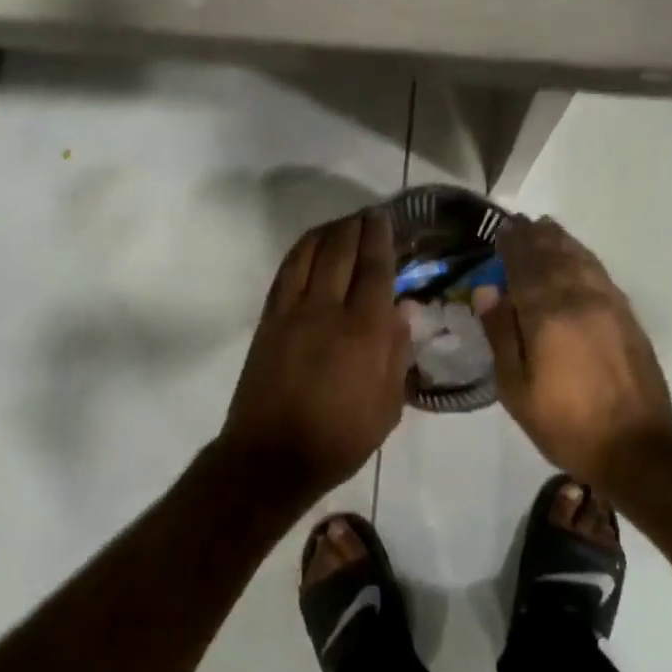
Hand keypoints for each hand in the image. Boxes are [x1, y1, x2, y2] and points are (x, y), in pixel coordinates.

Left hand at [219, 210, 410, 502]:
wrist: (272, 456)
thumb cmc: (340, 437)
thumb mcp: (388, 406)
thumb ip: (397, 352)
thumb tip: (403, 309)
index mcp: (364, 331)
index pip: (375, 269)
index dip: (381, 239)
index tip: (385, 219)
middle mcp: (327, 310)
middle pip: (341, 251)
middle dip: (356, 226)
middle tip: (368, 214)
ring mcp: (292, 311)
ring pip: (310, 254)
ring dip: (327, 231)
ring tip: (341, 224)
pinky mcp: (269, 319)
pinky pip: (286, 272)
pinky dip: (300, 251)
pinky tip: (309, 246)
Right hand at [475, 216, 671, 489]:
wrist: (638, 448)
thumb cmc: (566, 423)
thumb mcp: (516, 388)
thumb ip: (501, 334)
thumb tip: (486, 290)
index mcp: (547, 315)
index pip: (524, 266)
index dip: (511, 245)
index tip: (500, 230)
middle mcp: (579, 299)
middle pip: (553, 255)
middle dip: (534, 237)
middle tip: (519, 222)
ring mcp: (608, 304)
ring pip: (580, 259)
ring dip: (560, 240)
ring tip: (545, 227)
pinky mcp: (627, 315)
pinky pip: (600, 272)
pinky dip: (583, 256)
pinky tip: (577, 255)